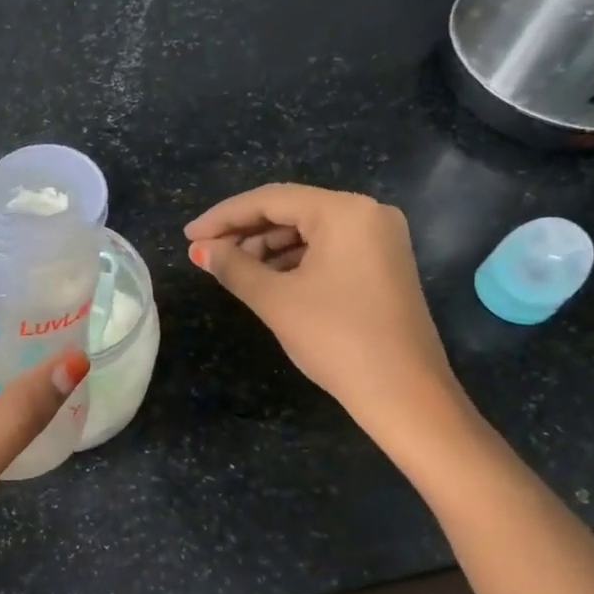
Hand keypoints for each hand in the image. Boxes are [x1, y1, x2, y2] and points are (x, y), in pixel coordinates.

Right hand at [185, 184, 466, 441]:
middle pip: (292, 210)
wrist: (404, 393)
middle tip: (207, 254)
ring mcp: (381, 239)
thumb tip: (201, 250)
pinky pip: (329, 249)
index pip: (270, 199)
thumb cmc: (336, 339)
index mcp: (344, 211)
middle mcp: (368, 213)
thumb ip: (233, 267)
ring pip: (310, 231)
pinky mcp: (383, 265)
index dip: (224, 216)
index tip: (189, 236)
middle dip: (246, 231)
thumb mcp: (276, 300)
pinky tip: (268, 279)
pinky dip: (295, 260)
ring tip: (232, 270)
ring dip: (268, 247)